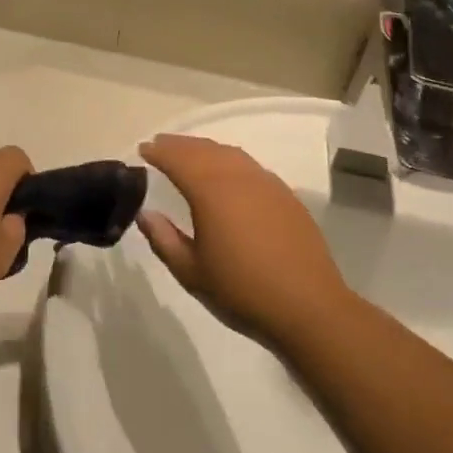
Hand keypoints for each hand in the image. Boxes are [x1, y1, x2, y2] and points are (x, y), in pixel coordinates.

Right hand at [136, 134, 349, 341]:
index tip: (143, 149)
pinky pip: (250, 166)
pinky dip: (230, 161)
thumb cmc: (242, 291)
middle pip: (204, 150)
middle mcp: (239, 177)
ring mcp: (267, 183)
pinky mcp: (286, 196)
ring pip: (230, 153)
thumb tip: (146, 213)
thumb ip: (163, 239)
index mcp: (211, 191)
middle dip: (179, 145)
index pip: (178, 159)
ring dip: (205, 149)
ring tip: (190, 155)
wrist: (309, 308)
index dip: (159, 151)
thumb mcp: (191, 272)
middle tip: (161, 145)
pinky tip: (228, 175)